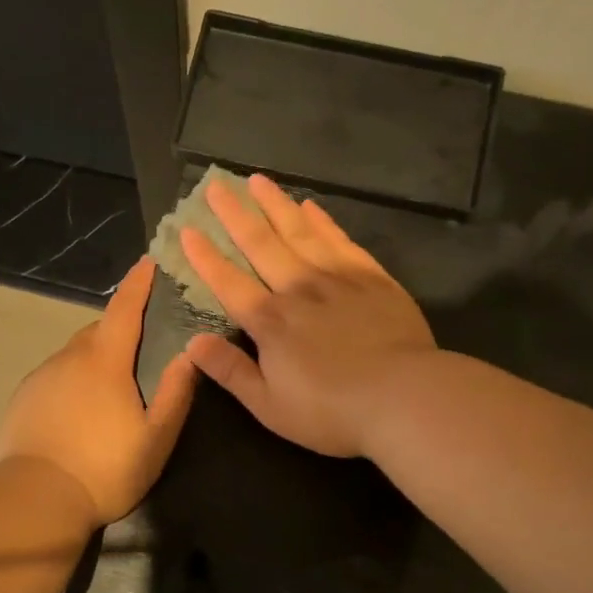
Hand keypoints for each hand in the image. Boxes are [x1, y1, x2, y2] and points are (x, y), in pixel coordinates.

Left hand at [0, 257, 197, 525]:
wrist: (36, 499)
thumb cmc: (106, 469)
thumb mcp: (155, 437)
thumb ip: (175, 392)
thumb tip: (191, 353)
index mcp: (105, 361)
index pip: (124, 309)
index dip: (138, 283)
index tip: (149, 262)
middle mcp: (70, 357)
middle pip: (98, 329)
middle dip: (120, 326)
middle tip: (141, 342)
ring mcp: (42, 375)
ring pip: (75, 353)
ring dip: (95, 357)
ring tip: (110, 385)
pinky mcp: (24, 397)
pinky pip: (56, 374)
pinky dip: (72, 378)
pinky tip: (79, 408)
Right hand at [180, 174, 435, 457]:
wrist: (405, 397)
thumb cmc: (332, 411)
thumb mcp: (270, 406)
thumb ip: (231, 372)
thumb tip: (192, 344)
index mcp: (270, 322)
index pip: (228, 282)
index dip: (205, 257)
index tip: (187, 230)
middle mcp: (298, 289)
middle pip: (261, 244)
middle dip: (235, 215)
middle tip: (217, 185)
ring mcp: (337, 278)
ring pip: (299, 232)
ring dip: (275, 205)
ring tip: (257, 181)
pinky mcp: (372, 277)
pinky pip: (339, 240)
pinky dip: (322, 221)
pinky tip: (310, 207)